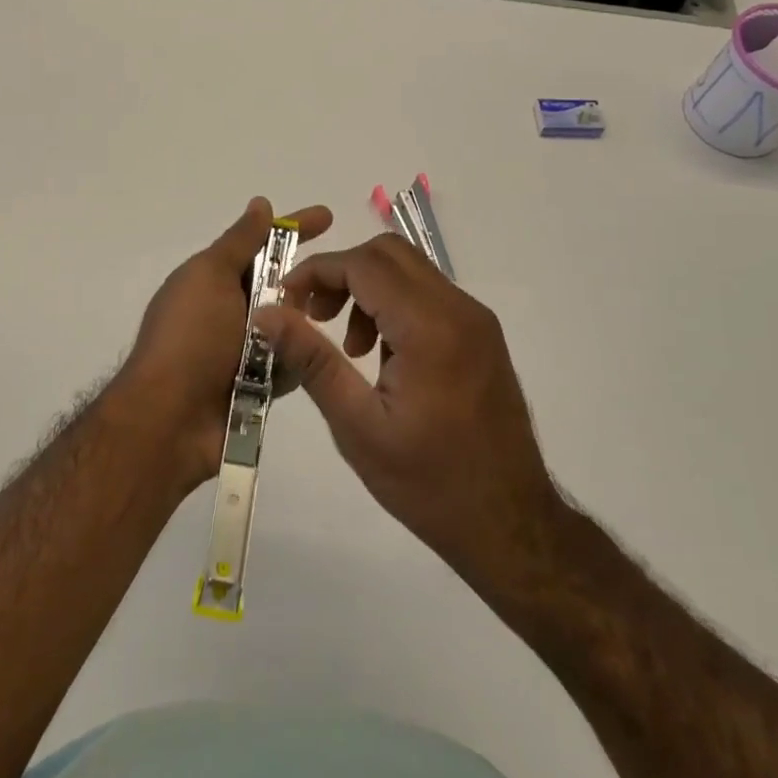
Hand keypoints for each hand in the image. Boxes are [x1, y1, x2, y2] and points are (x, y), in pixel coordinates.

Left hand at [117, 197, 332, 491]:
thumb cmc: (190, 338)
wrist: (170, 420)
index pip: (261, 244)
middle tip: (336, 283)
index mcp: (213, 279)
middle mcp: (228, 310)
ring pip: (291, 323)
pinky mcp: (258, 384)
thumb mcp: (210, 276)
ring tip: (331, 326)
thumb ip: (240, 241)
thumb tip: (260, 203)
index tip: (328, 216)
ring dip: (304, 322)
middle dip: (305, 282)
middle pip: (280, 285)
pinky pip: (291, 362)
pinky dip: (299, 359)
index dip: (294, 228)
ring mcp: (243, 348)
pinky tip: (318, 360)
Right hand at [254, 234, 558, 582]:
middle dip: (342, 273)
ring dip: (368, 288)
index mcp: (430, 328)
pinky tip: (381, 357)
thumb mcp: (357, 425)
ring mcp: (477, 320)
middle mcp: (460, 309)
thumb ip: (311, 359)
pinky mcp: (483, 336)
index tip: (285, 300)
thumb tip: (267, 313)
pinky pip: (429, 295)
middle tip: (313, 315)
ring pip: (410, 270)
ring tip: (348, 347)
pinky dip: (395, 305)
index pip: (364, 264)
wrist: (511, 524)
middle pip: (389, 253)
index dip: (317, 271)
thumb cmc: (428, 483)